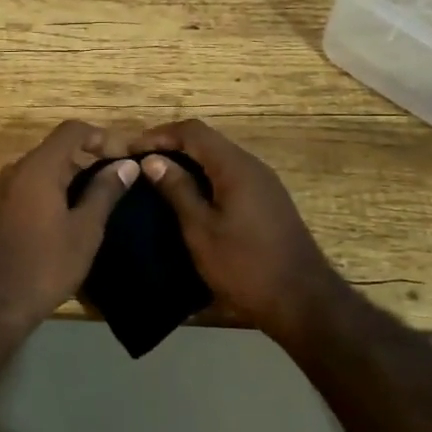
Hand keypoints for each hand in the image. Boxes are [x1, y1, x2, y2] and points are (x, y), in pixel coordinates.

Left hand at [0, 121, 140, 331]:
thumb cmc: (44, 265)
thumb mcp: (84, 230)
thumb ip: (105, 191)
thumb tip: (126, 164)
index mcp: (38, 167)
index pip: (72, 130)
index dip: (103, 136)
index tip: (125, 158)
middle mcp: (16, 169)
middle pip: (58, 148)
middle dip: (90, 157)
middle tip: (120, 180)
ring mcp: (3, 189)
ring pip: (44, 168)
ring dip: (74, 175)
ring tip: (102, 198)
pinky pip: (32, 185)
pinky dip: (55, 190)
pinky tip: (73, 215)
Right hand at [131, 119, 349, 343]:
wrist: (301, 300)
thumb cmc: (244, 265)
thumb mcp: (201, 229)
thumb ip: (177, 190)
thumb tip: (153, 160)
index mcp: (235, 167)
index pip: (192, 131)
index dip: (158, 135)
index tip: (130, 150)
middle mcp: (252, 166)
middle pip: (207, 141)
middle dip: (171, 146)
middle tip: (140, 164)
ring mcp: (263, 183)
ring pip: (219, 158)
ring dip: (188, 162)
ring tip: (157, 179)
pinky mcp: (267, 201)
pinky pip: (229, 176)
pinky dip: (204, 177)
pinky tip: (188, 198)